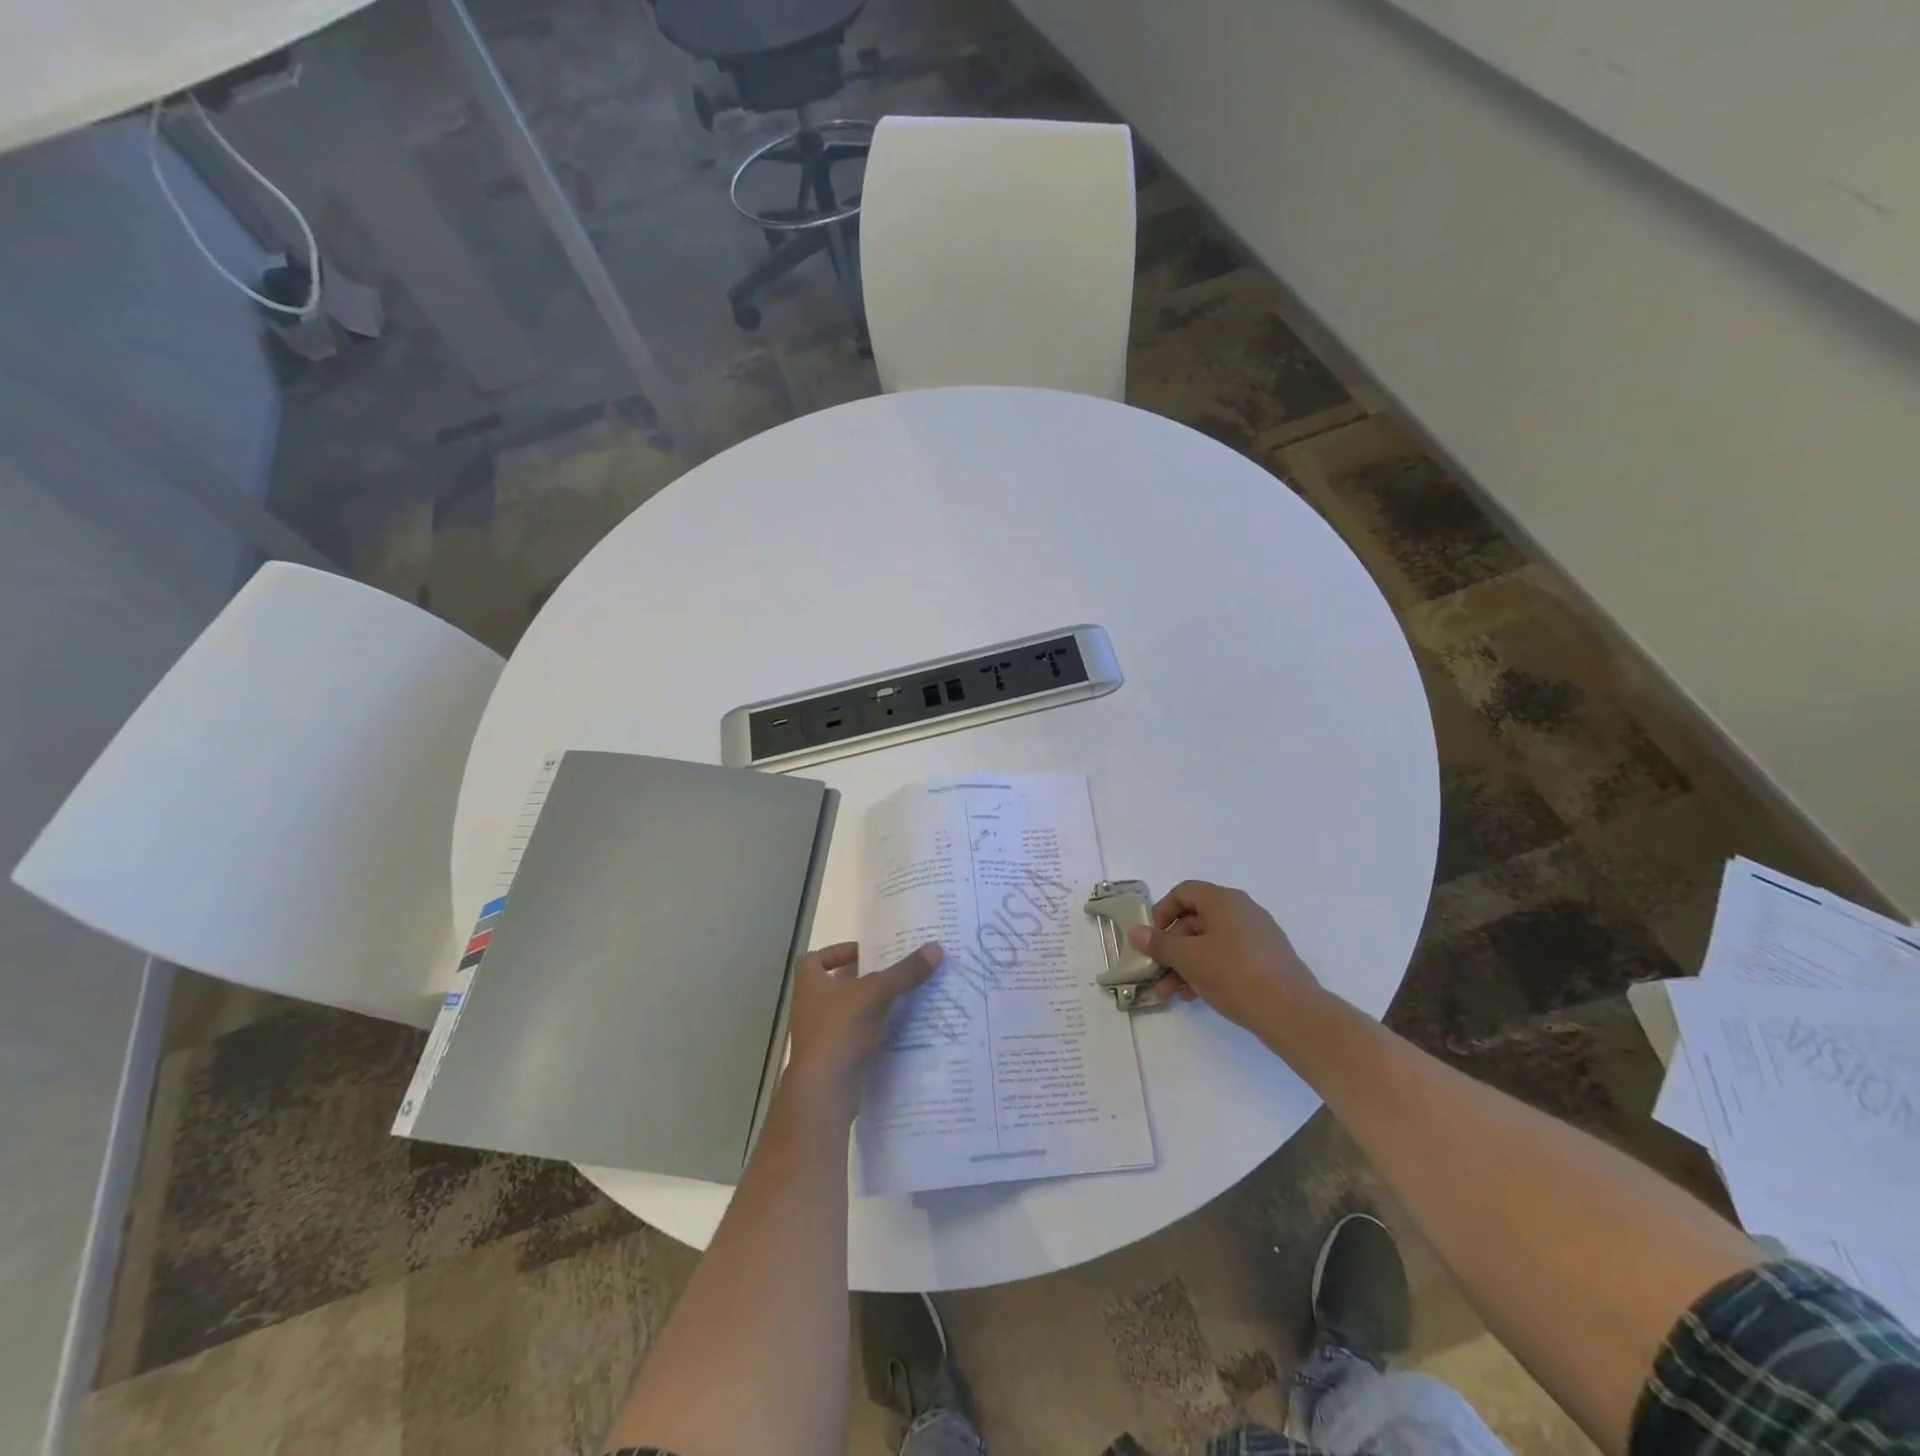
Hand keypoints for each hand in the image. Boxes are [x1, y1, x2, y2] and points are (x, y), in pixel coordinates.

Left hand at [784, 941, 941, 1117]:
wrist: (823, 1091)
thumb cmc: (839, 1030)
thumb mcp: (876, 993)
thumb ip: (905, 972)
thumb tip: (936, 948)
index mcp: (810, 984)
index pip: (815, 959)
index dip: (836, 952)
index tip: (864, 954)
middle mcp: (810, 1007)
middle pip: (835, 985)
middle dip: (862, 980)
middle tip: (893, 973)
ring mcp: (819, 1036)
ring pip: (846, 1013)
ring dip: (869, 1007)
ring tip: (902, 999)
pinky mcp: (832, 1060)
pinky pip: (854, 1039)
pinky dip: (872, 1033)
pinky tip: (897, 1031)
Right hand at [1126, 881, 1321, 1034]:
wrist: (1292, 1013)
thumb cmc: (1234, 975)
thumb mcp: (1188, 959)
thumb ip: (1159, 944)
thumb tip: (1135, 931)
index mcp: (1224, 901)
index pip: (1184, 892)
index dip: (1162, 912)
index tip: (1152, 939)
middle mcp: (1242, 911)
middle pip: (1195, 920)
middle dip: (1171, 948)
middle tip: (1157, 972)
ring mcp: (1258, 936)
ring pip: (1210, 943)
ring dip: (1186, 964)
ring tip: (1171, 993)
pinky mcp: (1267, 960)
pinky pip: (1228, 957)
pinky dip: (1208, 971)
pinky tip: (1195, 996)